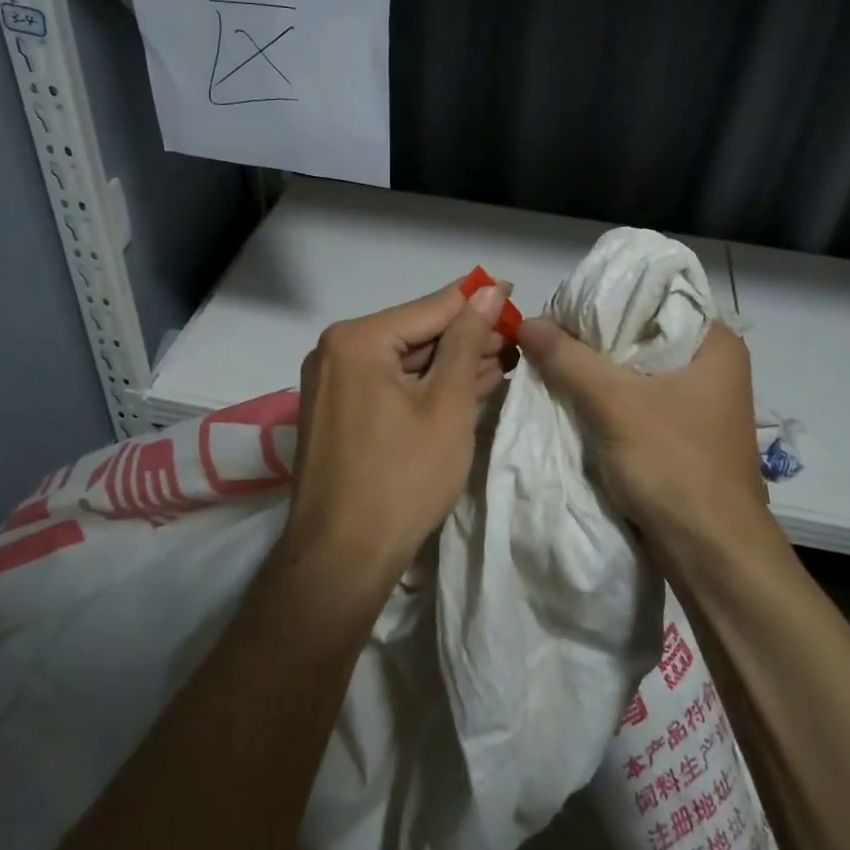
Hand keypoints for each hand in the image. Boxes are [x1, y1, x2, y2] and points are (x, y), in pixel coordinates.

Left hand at [285, 280, 513, 577]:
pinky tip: (467, 386)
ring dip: (452, 363)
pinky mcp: (338, 411)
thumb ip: (467, 341)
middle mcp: (336, 351)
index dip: (477, 300)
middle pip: (416, 332)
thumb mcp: (447, 404)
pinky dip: (426, 387)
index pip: (431, 307)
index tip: (516, 295)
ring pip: (405, 361)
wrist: (342, 559)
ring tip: (502, 362)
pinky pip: (390, 385)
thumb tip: (488, 290)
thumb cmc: (402, 478)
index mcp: (357, 339)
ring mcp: (333, 383)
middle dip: (467, 337)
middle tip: (516, 341)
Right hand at [518, 316, 771, 552]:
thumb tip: (525, 321)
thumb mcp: (615, 404)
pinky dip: (606, 396)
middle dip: (593, 335)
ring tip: (549, 357)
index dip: (606, 295)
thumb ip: (569, 359)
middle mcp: (711, 365)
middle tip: (546, 331)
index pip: (655, 296)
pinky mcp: (681, 432)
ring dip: (595, 368)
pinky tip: (570, 394)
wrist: (712, 556)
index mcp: (715, 343)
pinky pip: (636, 399)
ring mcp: (697, 401)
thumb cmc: (675, 466)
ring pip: (635, 368)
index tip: (562, 303)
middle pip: (641, 332)